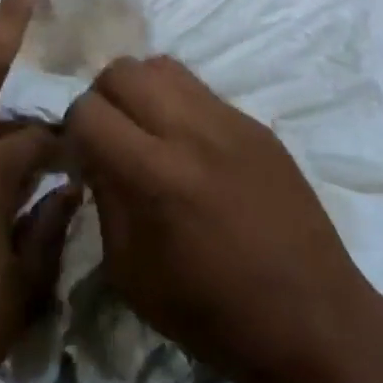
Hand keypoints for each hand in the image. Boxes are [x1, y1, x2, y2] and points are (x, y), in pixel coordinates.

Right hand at [63, 56, 378, 382]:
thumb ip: (105, 201)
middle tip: (111, 138)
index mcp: (154, 174)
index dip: (74, 132)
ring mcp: (229, 120)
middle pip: (122, 70)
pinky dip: (179, 106)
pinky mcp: (256, 123)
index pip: (88, 110)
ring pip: (163, 66)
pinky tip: (190, 148)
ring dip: (141, 92)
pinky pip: (201, 90)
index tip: (82, 158)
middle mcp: (190, 130)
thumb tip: (94, 159)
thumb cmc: (211, 314)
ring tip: (148, 133)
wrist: (308, 316)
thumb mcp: (131, 274)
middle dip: (103, 99)